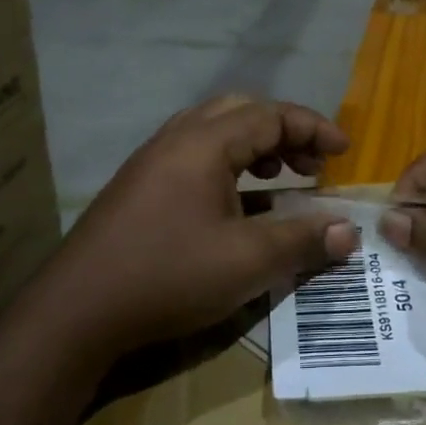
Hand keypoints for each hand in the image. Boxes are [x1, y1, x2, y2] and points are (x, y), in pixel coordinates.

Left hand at [43, 96, 359, 364]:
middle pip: (241, 112)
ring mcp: (152, 161)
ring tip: (281, 179)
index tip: (344, 153)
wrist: (75, 312)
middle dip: (285, 132)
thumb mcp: (247, 262)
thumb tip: (350, 231)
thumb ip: (303, 240)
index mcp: (203, 143)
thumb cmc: (168, 276)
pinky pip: (195, 155)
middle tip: (312, 165)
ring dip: (255, 146)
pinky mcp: (139, 186)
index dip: (313, 129)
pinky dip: (229, 165)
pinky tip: (237, 205)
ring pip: (215, 131)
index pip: (271, 115)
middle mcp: (176, 139)